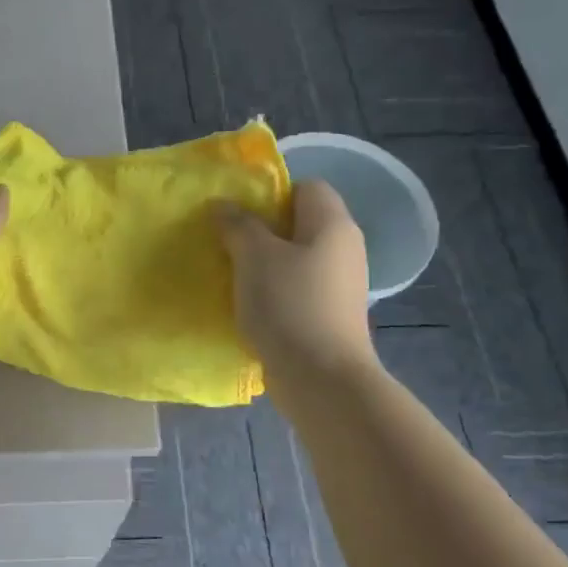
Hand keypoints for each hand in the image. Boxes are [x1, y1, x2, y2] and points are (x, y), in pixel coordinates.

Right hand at [217, 180, 375, 378]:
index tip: (238, 211)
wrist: (322, 379)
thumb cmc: (290, 306)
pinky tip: (247, 305)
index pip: (307, 187)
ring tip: (229, 273)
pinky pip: (296, 288)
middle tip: (225, 241)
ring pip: (295, 258)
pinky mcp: (328, 315)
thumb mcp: (255, 257)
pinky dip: (272, 291)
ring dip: (262, 263)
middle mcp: (343, 249)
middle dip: (261, 229)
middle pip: (299, 223)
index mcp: (332, 225)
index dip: (272, 193)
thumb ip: (238, 225)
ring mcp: (339, 285)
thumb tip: (223, 204)